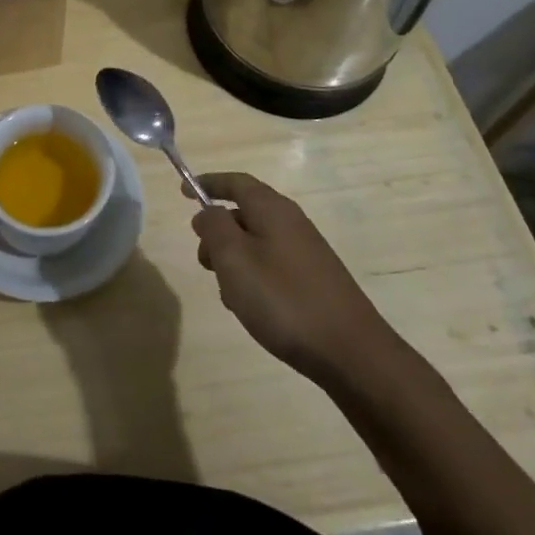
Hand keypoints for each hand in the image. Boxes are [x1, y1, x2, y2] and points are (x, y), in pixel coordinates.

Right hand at [189, 172, 386, 381]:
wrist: (351, 352)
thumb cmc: (283, 299)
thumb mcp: (234, 259)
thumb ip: (214, 227)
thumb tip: (207, 211)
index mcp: (273, 209)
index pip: (236, 182)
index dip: (208, 183)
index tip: (183, 192)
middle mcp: (292, 222)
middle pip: (244, 213)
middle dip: (218, 232)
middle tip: (204, 262)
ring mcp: (306, 251)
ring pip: (256, 242)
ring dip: (234, 260)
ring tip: (228, 294)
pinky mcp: (314, 279)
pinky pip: (271, 264)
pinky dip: (253, 276)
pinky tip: (251, 308)